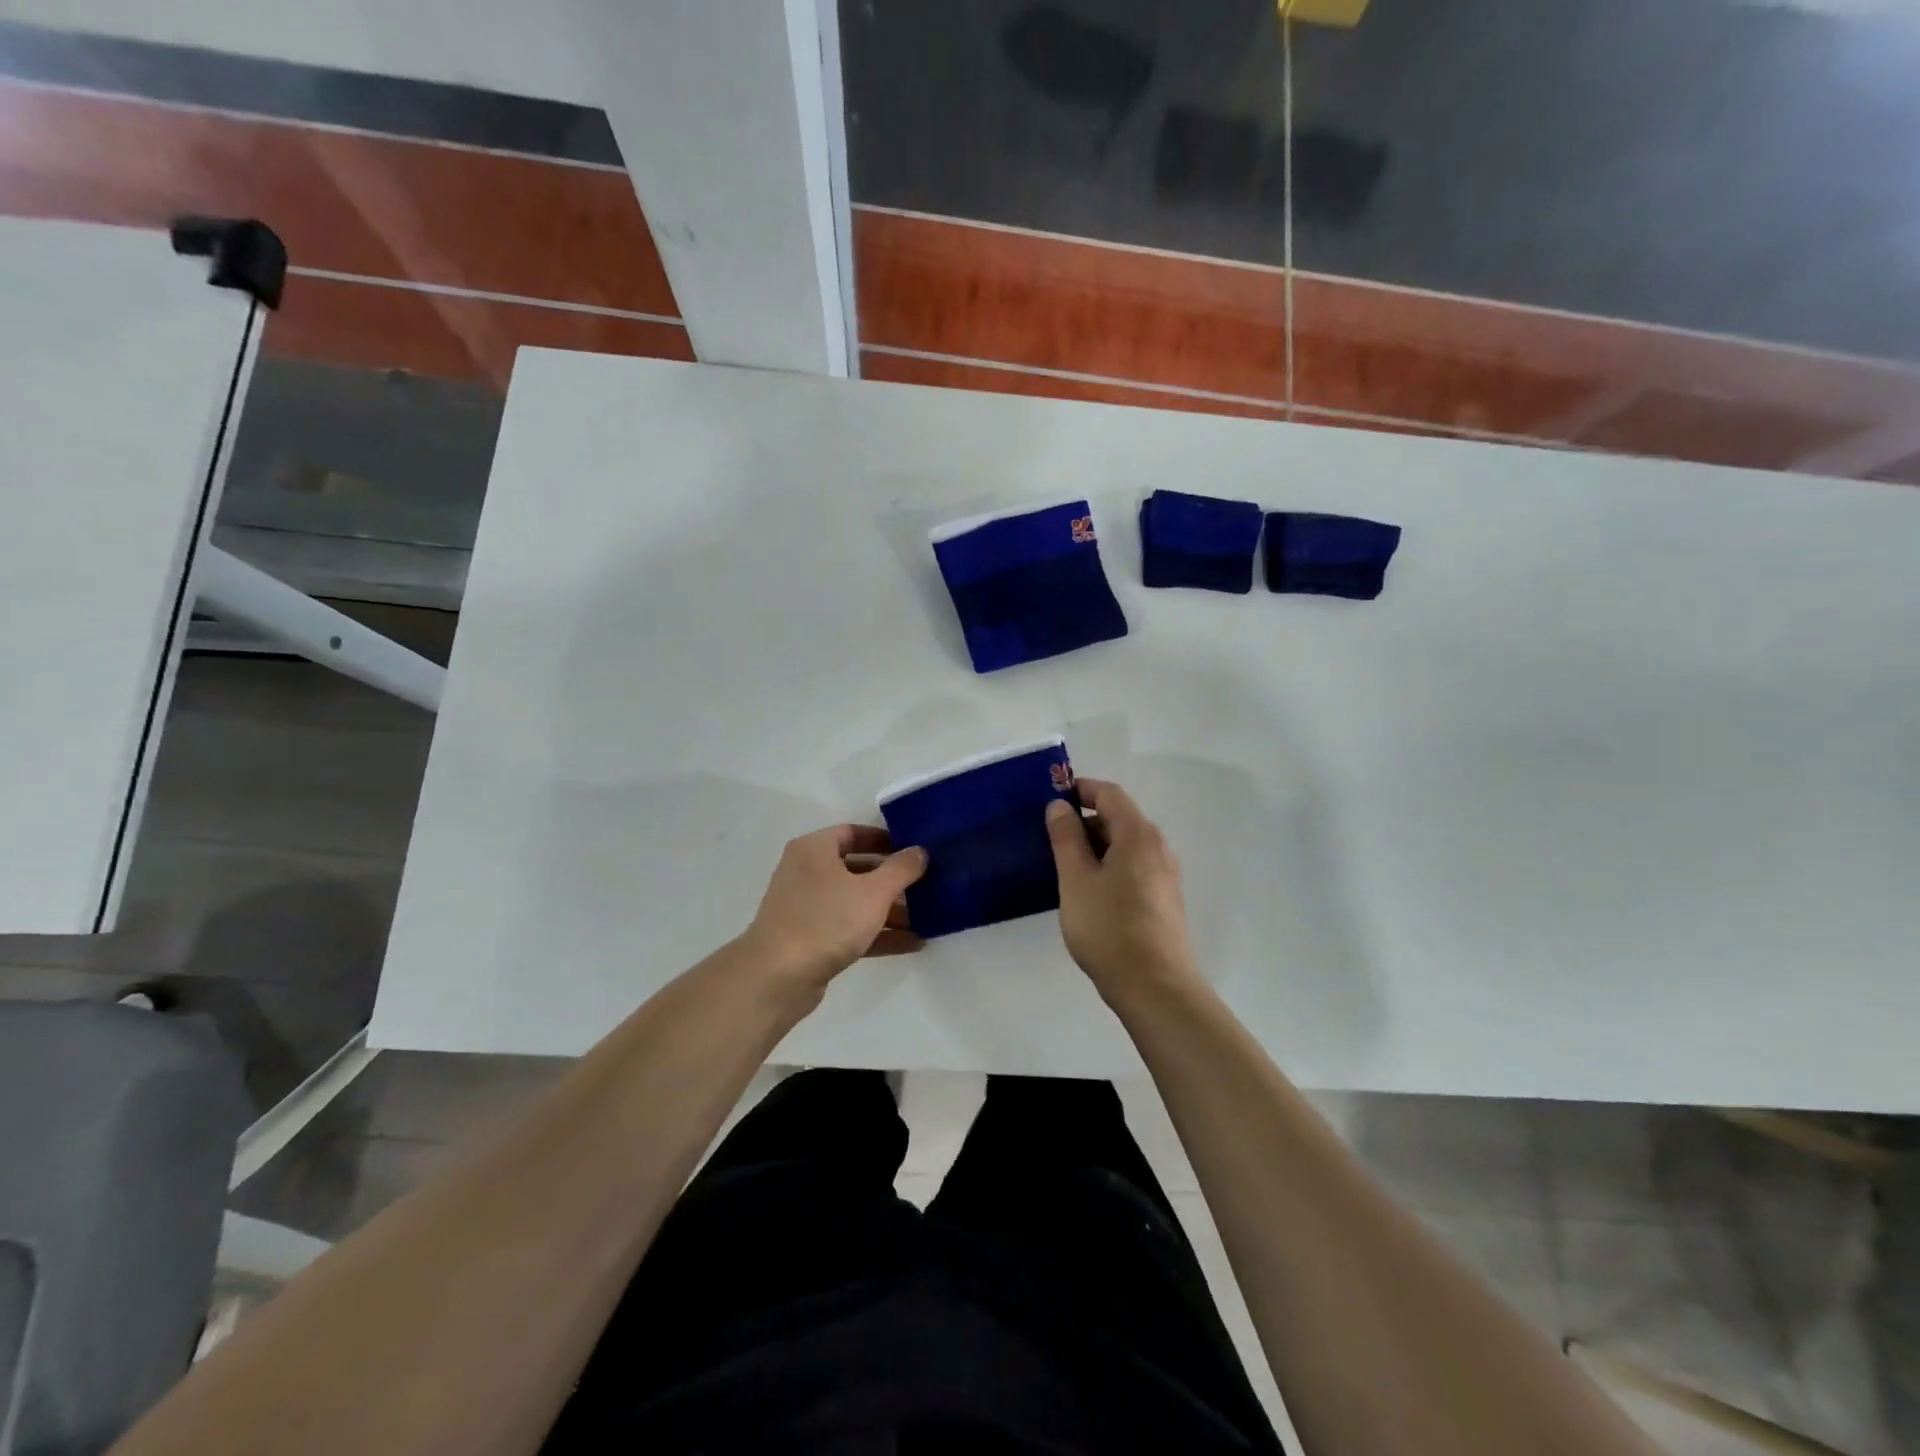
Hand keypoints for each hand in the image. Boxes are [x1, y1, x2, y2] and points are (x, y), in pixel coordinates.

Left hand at [739, 824, 928, 986]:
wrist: (777, 978)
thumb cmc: (826, 921)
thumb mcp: (873, 891)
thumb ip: (901, 869)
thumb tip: (920, 851)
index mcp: (814, 850)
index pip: (852, 833)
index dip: (884, 839)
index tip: (913, 849)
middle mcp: (807, 873)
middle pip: (857, 868)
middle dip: (892, 879)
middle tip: (925, 884)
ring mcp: (807, 908)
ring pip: (855, 902)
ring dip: (890, 910)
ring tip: (927, 918)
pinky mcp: (811, 940)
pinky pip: (850, 928)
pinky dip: (878, 933)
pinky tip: (913, 943)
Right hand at [1046, 779, 1197, 994]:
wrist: (1155, 987)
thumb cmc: (1109, 929)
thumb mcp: (1076, 880)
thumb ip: (1066, 838)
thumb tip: (1059, 806)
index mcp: (1138, 835)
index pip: (1109, 794)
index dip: (1080, 789)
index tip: (1050, 799)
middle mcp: (1157, 847)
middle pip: (1119, 818)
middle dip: (1084, 821)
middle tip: (1050, 839)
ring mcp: (1165, 875)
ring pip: (1126, 845)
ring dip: (1095, 846)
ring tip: (1064, 867)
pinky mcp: (1164, 899)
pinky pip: (1133, 867)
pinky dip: (1109, 866)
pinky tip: (1089, 893)